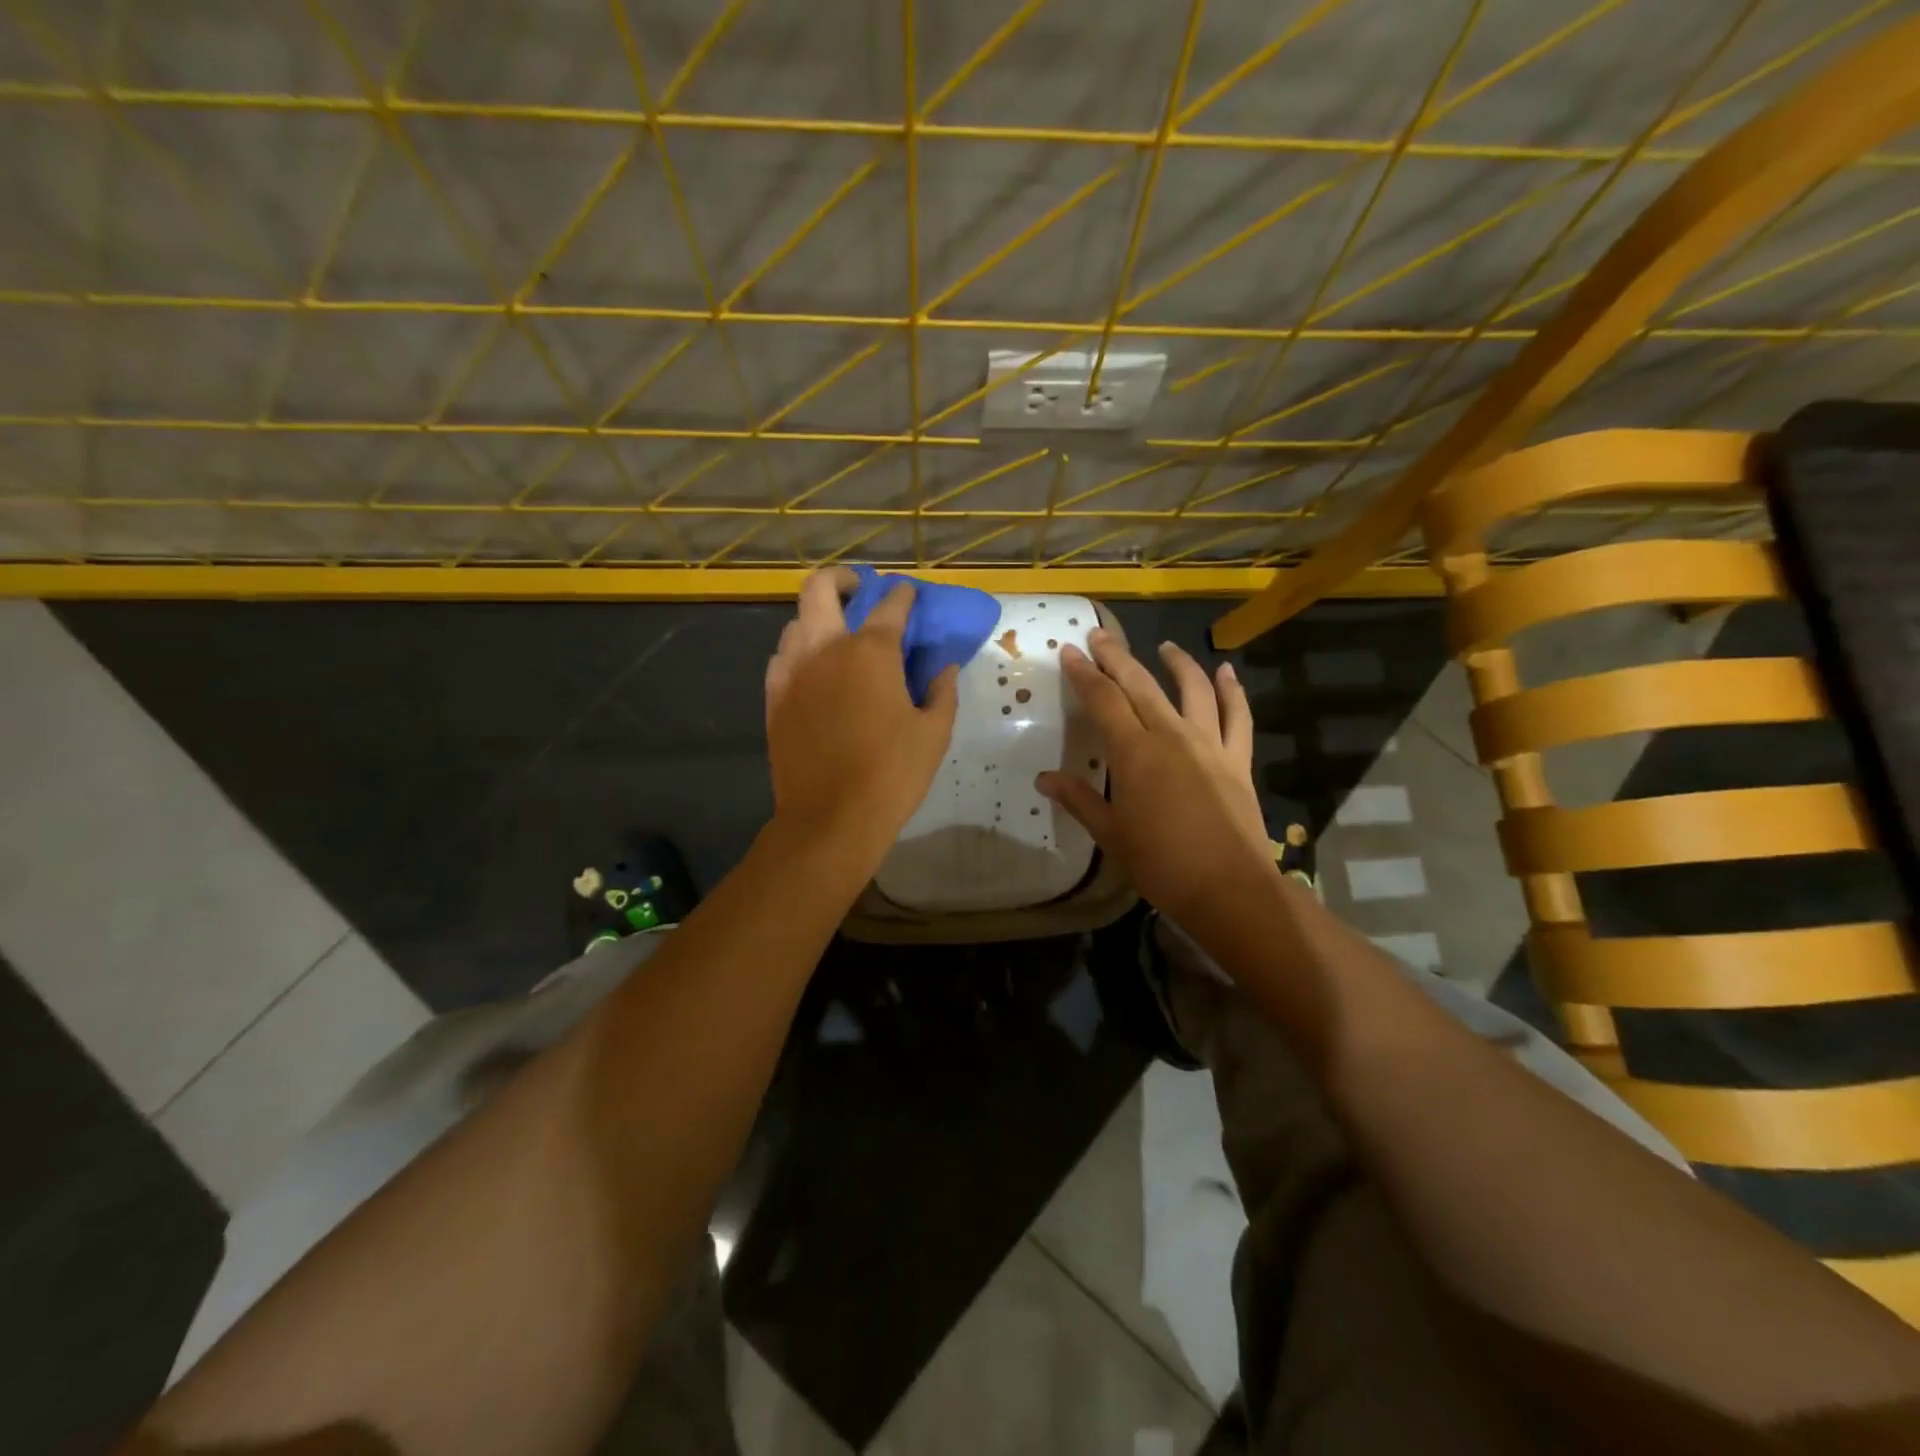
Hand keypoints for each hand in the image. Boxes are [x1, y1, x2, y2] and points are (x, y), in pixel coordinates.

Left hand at [764, 568, 958, 867]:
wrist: (830, 819)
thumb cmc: (892, 775)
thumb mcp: (934, 733)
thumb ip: (943, 691)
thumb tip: (944, 668)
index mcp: (871, 653)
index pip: (890, 606)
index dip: (903, 595)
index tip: (910, 595)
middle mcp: (825, 649)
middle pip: (821, 588)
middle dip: (842, 580)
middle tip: (859, 592)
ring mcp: (792, 672)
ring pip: (796, 622)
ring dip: (818, 618)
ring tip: (837, 637)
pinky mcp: (773, 698)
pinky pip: (781, 658)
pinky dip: (798, 652)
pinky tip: (814, 671)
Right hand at [1037, 630, 1272, 922]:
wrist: (1229, 887)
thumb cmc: (1160, 863)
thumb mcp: (1111, 834)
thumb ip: (1079, 800)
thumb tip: (1043, 779)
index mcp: (1134, 753)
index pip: (1103, 701)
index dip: (1085, 675)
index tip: (1071, 651)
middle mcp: (1171, 735)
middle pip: (1140, 685)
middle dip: (1117, 657)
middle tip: (1100, 636)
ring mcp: (1209, 744)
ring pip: (1192, 690)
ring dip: (1176, 663)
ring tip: (1164, 647)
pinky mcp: (1237, 759)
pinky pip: (1237, 716)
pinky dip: (1232, 691)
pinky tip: (1226, 671)